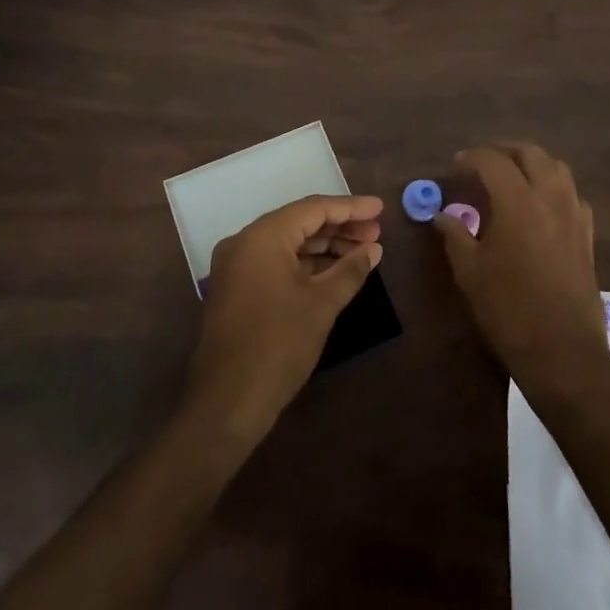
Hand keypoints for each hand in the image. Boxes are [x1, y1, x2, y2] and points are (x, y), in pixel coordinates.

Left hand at [186, 194, 383, 441]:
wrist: (229, 401)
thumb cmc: (279, 344)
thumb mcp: (322, 304)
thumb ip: (350, 269)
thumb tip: (373, 249)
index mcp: (262, 237)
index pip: (313, 209)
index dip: (350, 208)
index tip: (380, 208)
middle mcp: (245, 242)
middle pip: (299, 223)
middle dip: (339, 227)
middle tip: (376, 232)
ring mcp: (237, 266)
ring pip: (288, 244)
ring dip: (325, 246)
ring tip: (363, 252)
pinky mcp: (237, 289)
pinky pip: (276, 262)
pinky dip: (306, 264)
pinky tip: (334, 272)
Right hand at [433, 145, 608, 394]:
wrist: (562, 350)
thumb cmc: (508, 309)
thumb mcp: (470, 272)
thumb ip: (455, 235)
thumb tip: (441, 215)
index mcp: (518, 202)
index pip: (493, 161)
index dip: (471, 158)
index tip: (455, 165)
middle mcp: (550, 198)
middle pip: (530, 153)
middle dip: (503, 151)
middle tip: (482, 164)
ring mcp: (574, 215)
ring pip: (557, 168)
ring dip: (532, 163)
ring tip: (511, 177)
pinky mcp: (587, 234)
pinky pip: (572, 194)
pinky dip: (553, 187)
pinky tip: (539, 205)